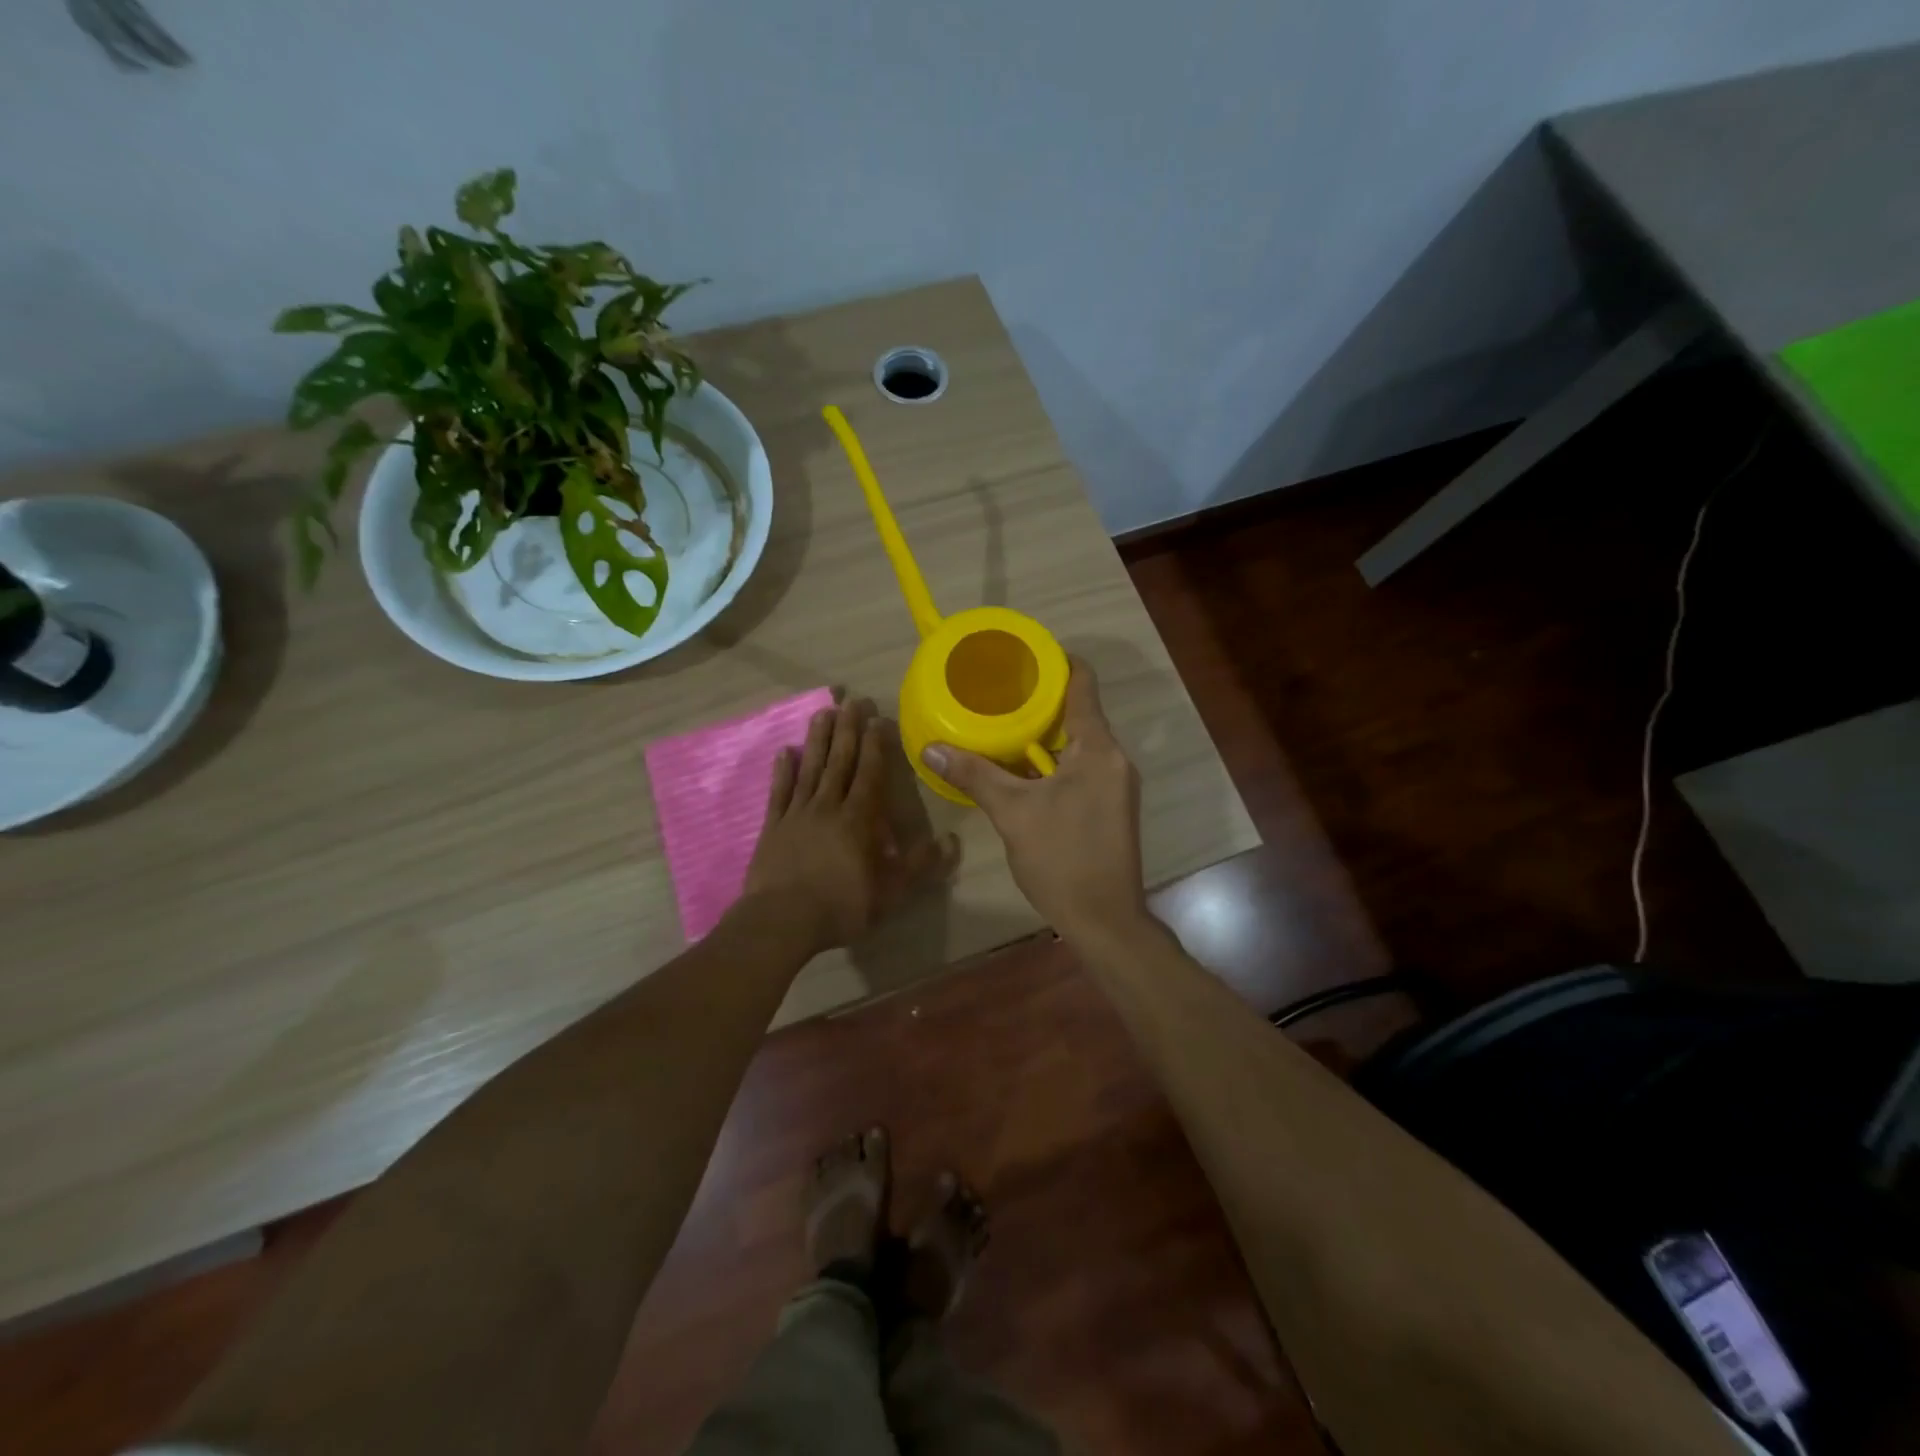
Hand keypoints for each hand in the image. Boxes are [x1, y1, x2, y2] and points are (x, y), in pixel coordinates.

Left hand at [741, 698, 956, 954]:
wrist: (782, 921)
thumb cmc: (842, 906)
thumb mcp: (891, 892)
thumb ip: (920, 865)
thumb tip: (952, 841)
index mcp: (859, 818)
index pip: (870, 773)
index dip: (875, 745)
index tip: (878, 718)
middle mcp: (829, 806)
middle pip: (840, 761)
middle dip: (848, 729)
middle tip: (852, 701)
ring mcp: (797, 814)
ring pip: (810, 768)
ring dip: (818, 740)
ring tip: (823, 712)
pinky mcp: (773, 826)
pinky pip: (780, 791)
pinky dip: (783, 771)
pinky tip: (785, 751)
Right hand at [921, 659, 1146, 941]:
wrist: (1105, 920)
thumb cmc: (1062, 859)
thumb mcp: (1012, 813)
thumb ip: (975, 775)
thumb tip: (931, 749)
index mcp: (1098, 748)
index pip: (1082, 683)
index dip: (1055, 661)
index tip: (1021, 655)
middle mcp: (1114, 759)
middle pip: (1079, 713)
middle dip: (1039, 701)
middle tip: (997, 693)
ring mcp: (1117, 785)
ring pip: (1078, 744)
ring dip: (1044, 735)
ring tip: (1001, 727)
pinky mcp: (1111, 808)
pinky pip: (1081, 768)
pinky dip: (1053, 762)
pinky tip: (1021, 771)